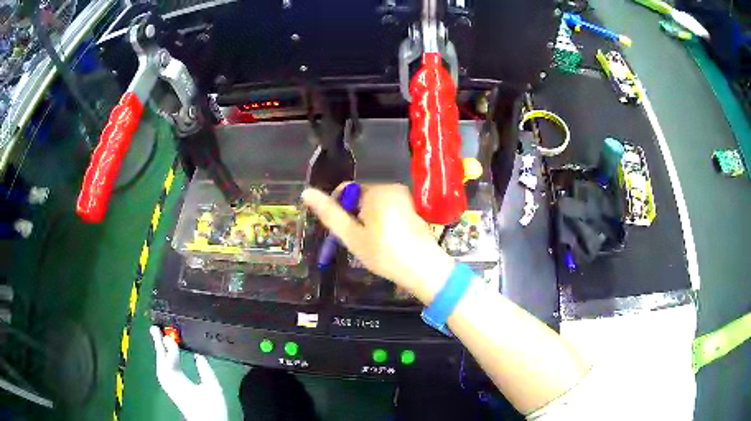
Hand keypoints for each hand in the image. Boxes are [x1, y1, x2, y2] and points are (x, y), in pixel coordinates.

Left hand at [150, 326, 227, 420]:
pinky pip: (163, 371)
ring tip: (158, 338)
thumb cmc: (213, 408)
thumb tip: (198, 354)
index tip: (170, 334)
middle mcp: (170, 383)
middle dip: (158, 344)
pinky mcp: (171, 390)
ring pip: (160, 366)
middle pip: (161, 360)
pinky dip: (162, 361)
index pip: (171, 360)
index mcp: (180, 382)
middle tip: (154, 328)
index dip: (171, 347)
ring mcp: (169, 387)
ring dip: (159, 352)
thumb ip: (205, 370)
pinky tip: (164, 357)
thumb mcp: (213, 388)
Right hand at [302, 183, 454, 303]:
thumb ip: (329, 213)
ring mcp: (404, 198)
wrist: (424, 269)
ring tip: (372, 243)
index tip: (343, 232)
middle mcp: (392, 188)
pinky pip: (387, 209)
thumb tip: (306, 192)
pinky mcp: (412, 208)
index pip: (346, 190)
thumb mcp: (352, 236)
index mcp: (376, 191)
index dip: (338, 209)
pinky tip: (386, 241)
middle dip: (354, 216)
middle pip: (360, 197)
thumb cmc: (385, 253)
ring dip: (366, 221)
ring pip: (373, 205)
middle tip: (358, 241)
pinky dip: (381, 222)